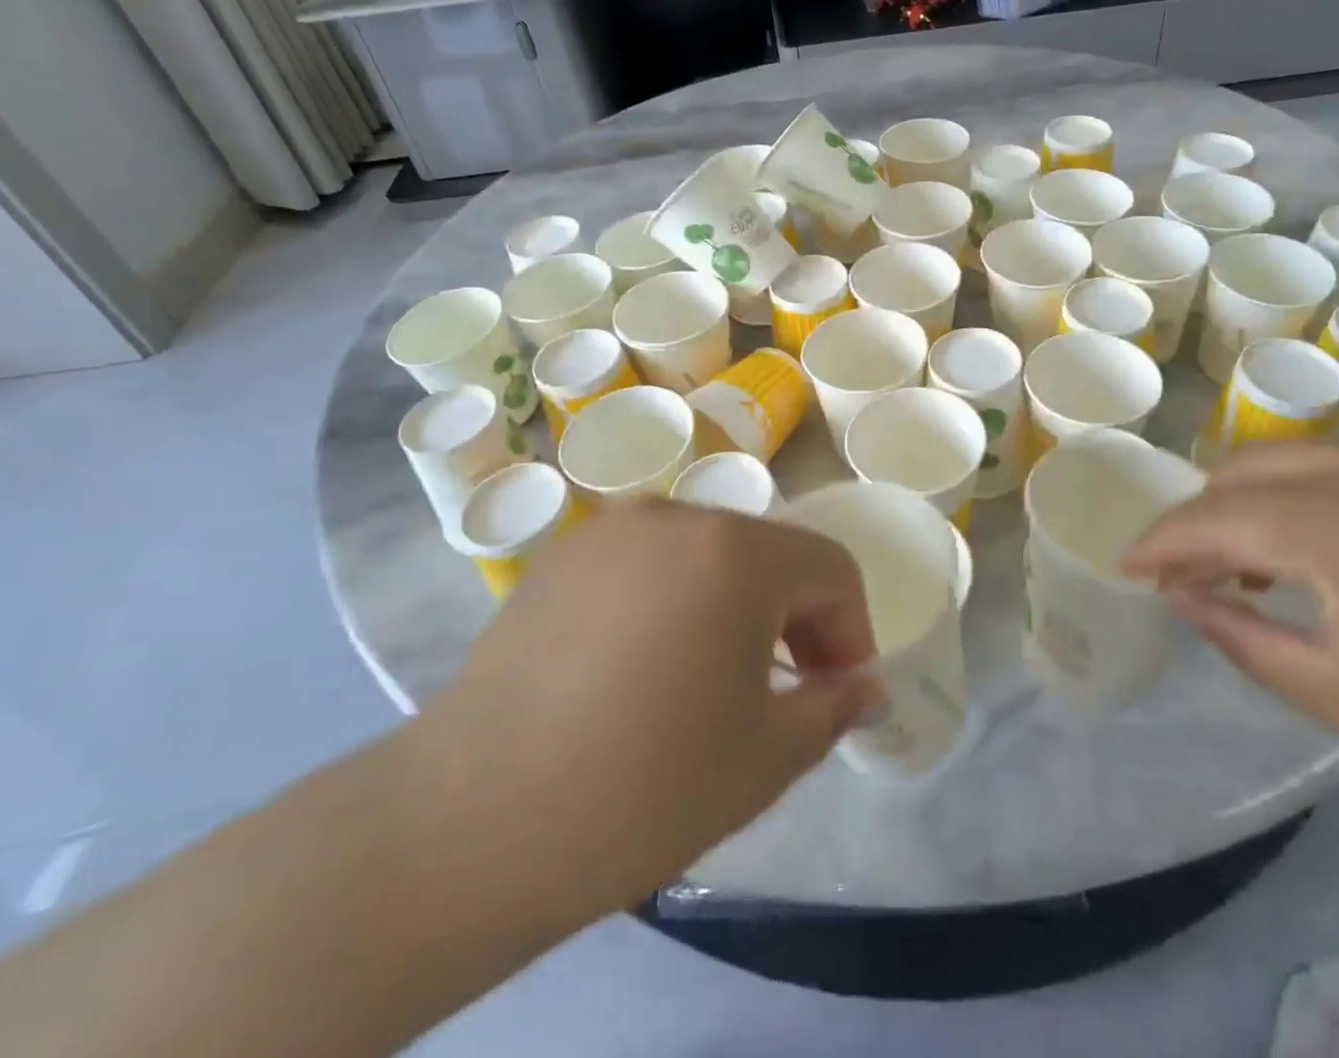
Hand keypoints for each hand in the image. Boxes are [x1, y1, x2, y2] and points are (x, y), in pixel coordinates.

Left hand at [408, 502, 876, 920]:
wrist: (471, 820)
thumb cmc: (644, 787)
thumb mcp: (766, 758)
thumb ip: (834, 708)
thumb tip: (867, 687)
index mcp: (737, 553)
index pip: (830, 568)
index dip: (849, 629)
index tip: (835, 689)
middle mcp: (677, 517)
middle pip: (768, 554)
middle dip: (793, 616)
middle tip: (781, 689)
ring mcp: (611, 529)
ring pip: (707, 554)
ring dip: (732, 604)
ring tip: (707, 677)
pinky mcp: (562, 555)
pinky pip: (646, 563)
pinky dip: (671, 598)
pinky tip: (638, 666)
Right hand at [1122, 444, 1338, 810]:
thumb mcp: (1337, 693)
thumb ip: (1239, 635)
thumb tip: (1179, 597)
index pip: (1219, 517)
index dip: (1162, 541)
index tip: (1123, 565)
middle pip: (1241, 471)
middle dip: (1196, 518)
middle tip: (1177, 573)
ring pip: (1281, 460)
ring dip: (1238, 503)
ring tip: (1230, 567)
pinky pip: (1326, 469)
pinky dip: (1286, 497)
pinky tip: (1293, 551)